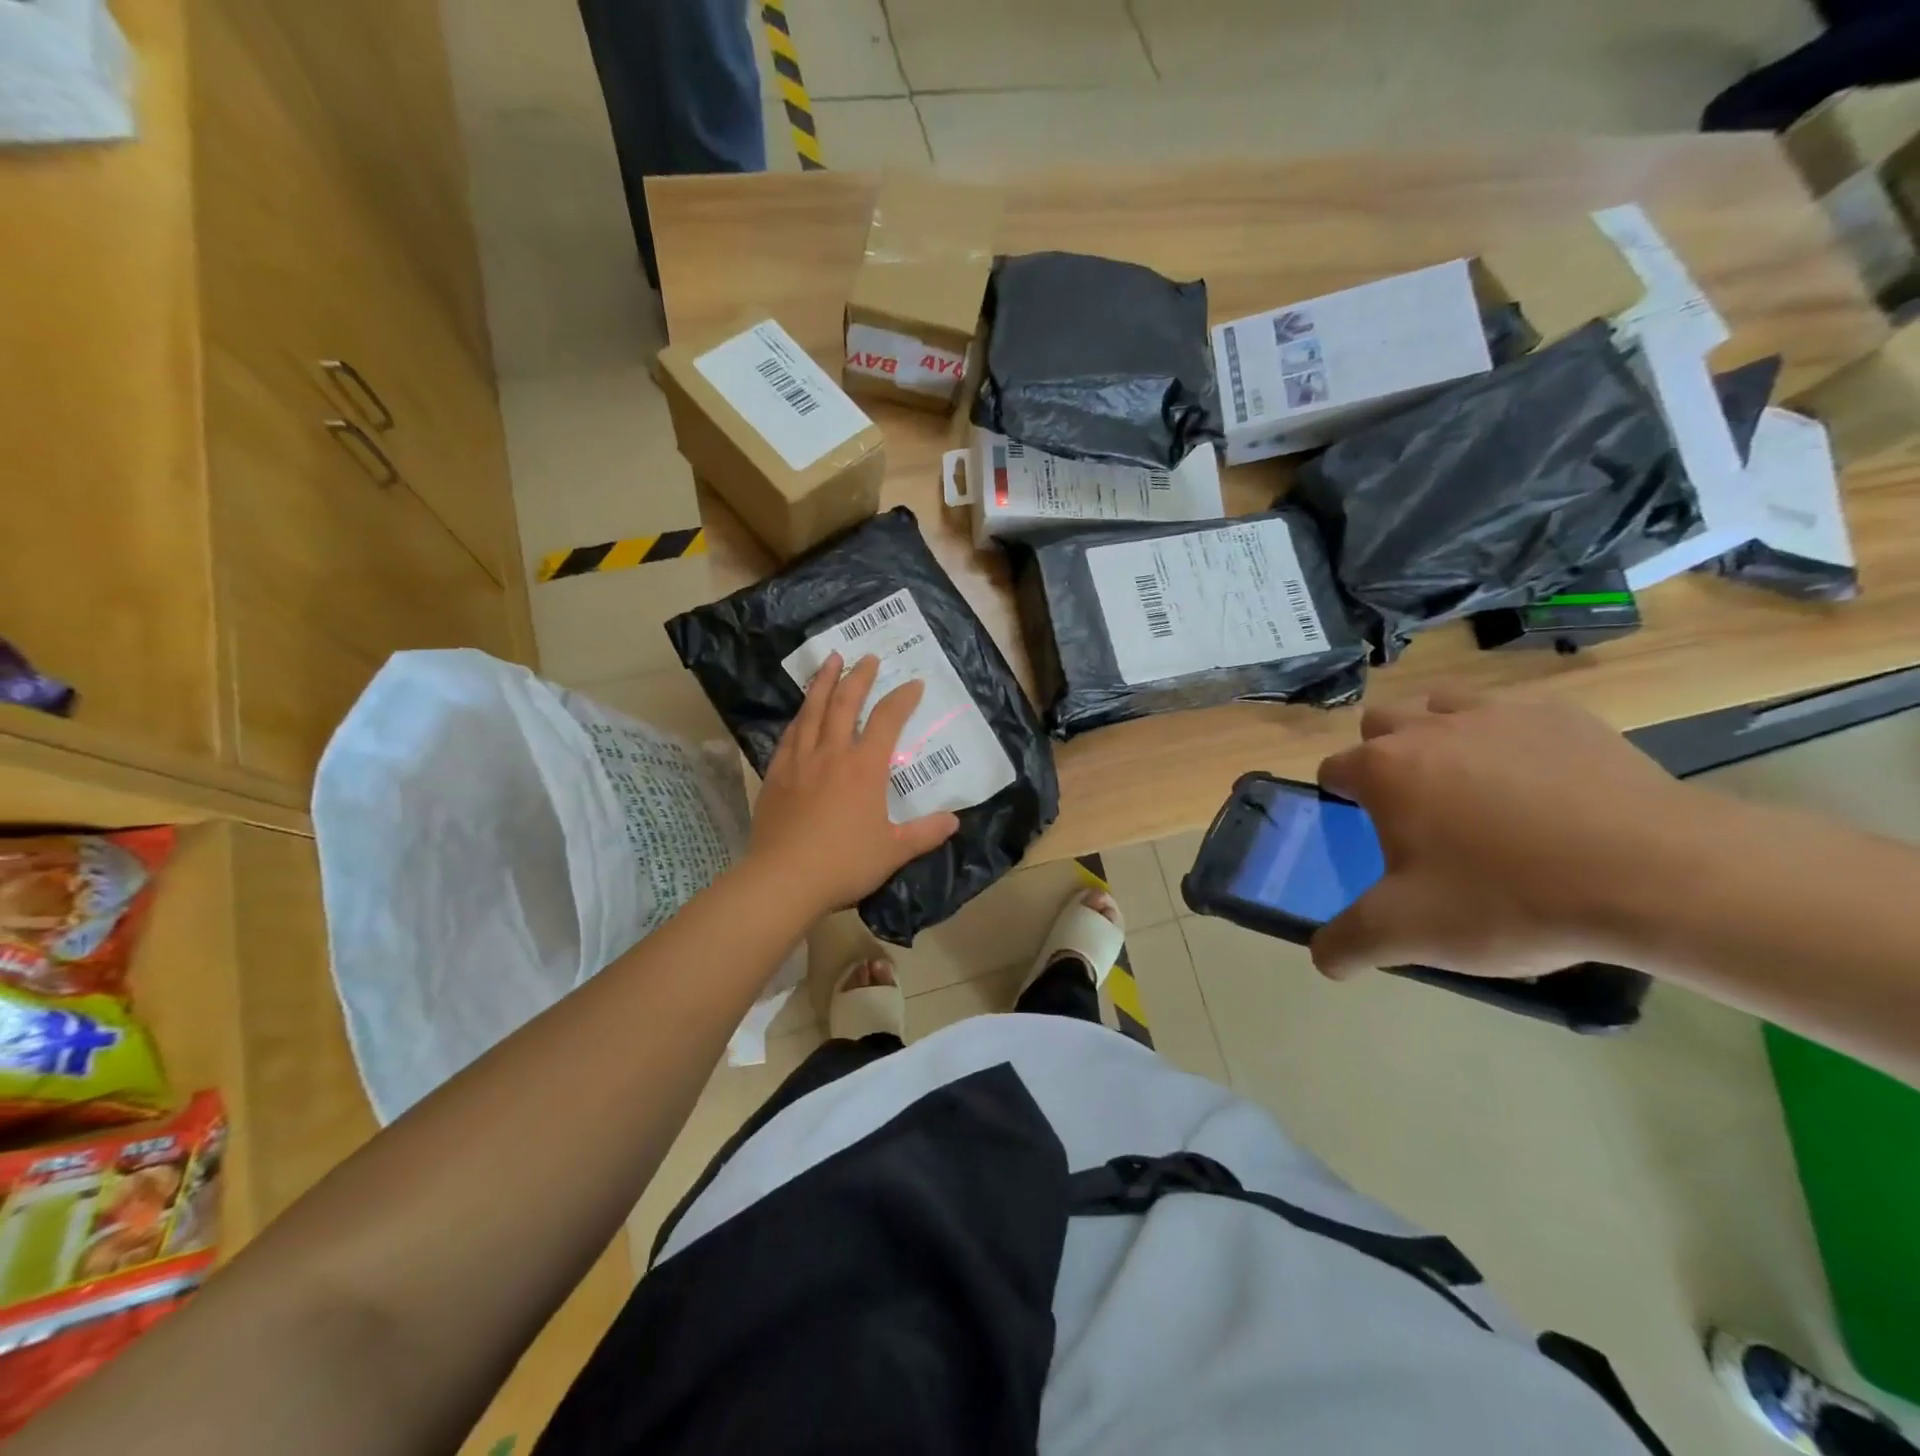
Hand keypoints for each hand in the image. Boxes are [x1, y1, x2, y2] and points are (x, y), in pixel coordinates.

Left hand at [748, 653, 959, 917]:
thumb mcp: (893, 852)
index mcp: (864, 768)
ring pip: (812, 711)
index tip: (913, 683)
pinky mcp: (775, 775)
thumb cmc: (844, 863)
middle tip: (866, 656)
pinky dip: (799, 717)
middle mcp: (831, 754)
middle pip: (844, 703)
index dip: (902, 698)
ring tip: (830, 661)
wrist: (784, 879)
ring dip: (823, 683)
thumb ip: (925, 833)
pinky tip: (800, 713)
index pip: (886, 720)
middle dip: (858, 677)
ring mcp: (799, 762)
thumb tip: (954, 822)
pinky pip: (789, 735)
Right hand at [1310, 688, 1715, 980]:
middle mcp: (1430, 728)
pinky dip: (1511, 741)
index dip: (1340, 798)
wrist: (1657, 876)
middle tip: (1415, 807)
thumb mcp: (1409, 934)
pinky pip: (1516, 715)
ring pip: (1444, 705)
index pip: (1334, 768)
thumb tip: (1323, 959)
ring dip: (1439, 733)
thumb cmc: (1509, 898)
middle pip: (1381, 723)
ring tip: (1470, 785)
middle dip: (1383, 755)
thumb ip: (1348, 943)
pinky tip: (1542, 787)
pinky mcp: (1566, 716)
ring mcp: (1500, 713)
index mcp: (1384, 770)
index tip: (1364, 831)